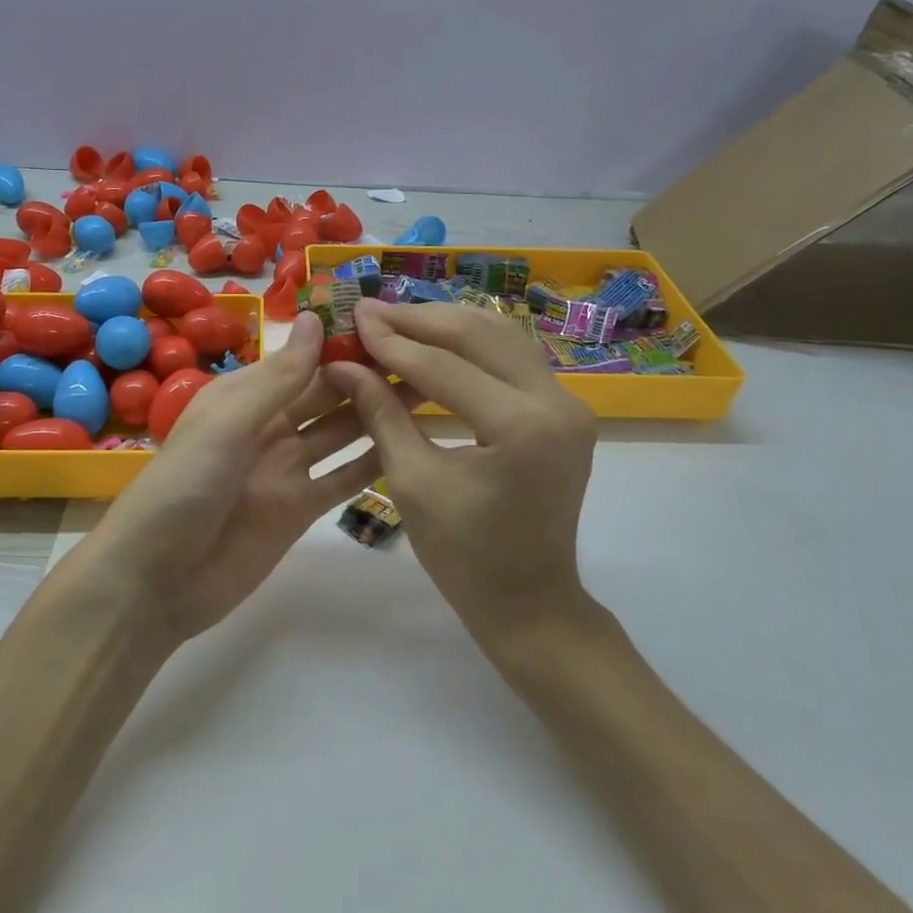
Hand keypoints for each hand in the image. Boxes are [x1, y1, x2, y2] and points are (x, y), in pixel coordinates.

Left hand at [74, 313, 403, 645]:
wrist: (156, 580)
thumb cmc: (184, 486)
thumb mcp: (227, 422)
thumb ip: (278, 378)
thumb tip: (316, 319)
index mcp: (244, 397)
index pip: (300, 360)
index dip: (339, 343)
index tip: (388, 324)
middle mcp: (268, 426)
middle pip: (326, 395)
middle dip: (367, 376)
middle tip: (424, 356)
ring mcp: (286, 469)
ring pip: (341, 433)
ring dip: (378, 413)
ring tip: (430, 390)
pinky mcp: (300, 510)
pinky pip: (342, 479)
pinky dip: (372, 463)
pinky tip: (410, 444)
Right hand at [321, 299, 597, 637]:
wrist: (529, 601)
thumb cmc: (464, 556)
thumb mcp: (412, 481)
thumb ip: (380, 412)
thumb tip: (343, 364)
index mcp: (522, 427)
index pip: (444, 366)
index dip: (393, 341)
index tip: (353, 318)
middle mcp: (557, 402)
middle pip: (479, 335)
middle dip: (419, 320)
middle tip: (370, 312)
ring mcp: (569, 403)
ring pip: (501, 336)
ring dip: (446, 324)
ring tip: (397, 321)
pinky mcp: (565, 409)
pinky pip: (513, 359)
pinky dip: (471, 345)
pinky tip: (434, 343)